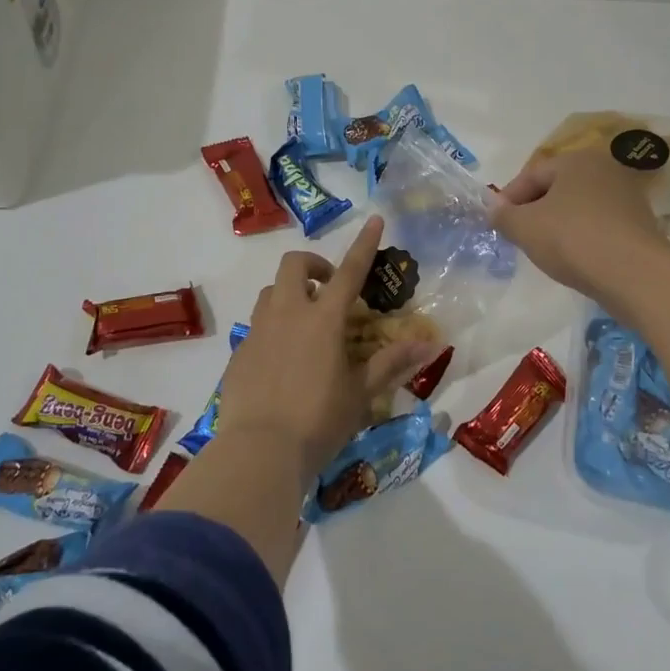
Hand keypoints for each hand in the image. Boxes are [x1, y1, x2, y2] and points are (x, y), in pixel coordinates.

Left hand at [221, 215, 441, 477]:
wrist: (259, 450)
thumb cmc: (319, 421)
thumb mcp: (361, 393)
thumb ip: (392, 363)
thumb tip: (430, 344)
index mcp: (324, 320)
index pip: (349, 271)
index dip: (364, 244)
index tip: (374, 220)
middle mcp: (288, 314)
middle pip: (294, 264)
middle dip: (314, 264)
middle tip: (330, 289)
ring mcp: (258, 330)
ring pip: (271, 292)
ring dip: (291, 294)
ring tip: (307, 324)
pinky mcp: (239, 352)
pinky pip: (257, 325)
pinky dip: (274, 327)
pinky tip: (283, 360)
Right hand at [489, 146, 669, 317]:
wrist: (635, 274)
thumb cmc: (573, 239)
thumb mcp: (525, 227)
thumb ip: (503, 216)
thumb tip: (494, 210)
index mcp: (576, 160)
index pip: (531, 174)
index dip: (508, 199)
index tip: (495, 223)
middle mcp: (604, 169)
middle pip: (556, 189)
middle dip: (533, 210)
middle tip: (517, 236)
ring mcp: (626, 196)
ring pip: (577, 208)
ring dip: (557, 225)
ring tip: (543, 250)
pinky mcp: (639, 225)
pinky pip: (598, 225)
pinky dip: (581, 237)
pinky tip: (573, 258)